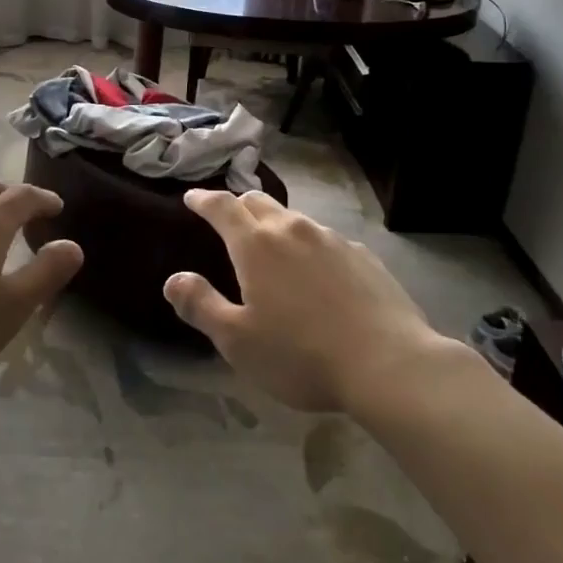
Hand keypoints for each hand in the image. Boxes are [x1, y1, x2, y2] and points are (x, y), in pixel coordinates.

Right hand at [165, 190, 460, 412]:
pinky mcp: (361, 255)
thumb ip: (201, 305)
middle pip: (257, 202)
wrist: (389, 364)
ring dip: (274, 223)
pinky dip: (308, 245)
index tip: (191, 198)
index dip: (203, 200)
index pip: (221, 207)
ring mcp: (331, 239)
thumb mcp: (238, 341)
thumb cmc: (302, 355)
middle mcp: (292, 229)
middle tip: (227, 218)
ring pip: (293, 218)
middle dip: (237, 205)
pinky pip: (324, 239)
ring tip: (271, 245)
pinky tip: (316, 271)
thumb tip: (173, 280)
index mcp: (255, 245)